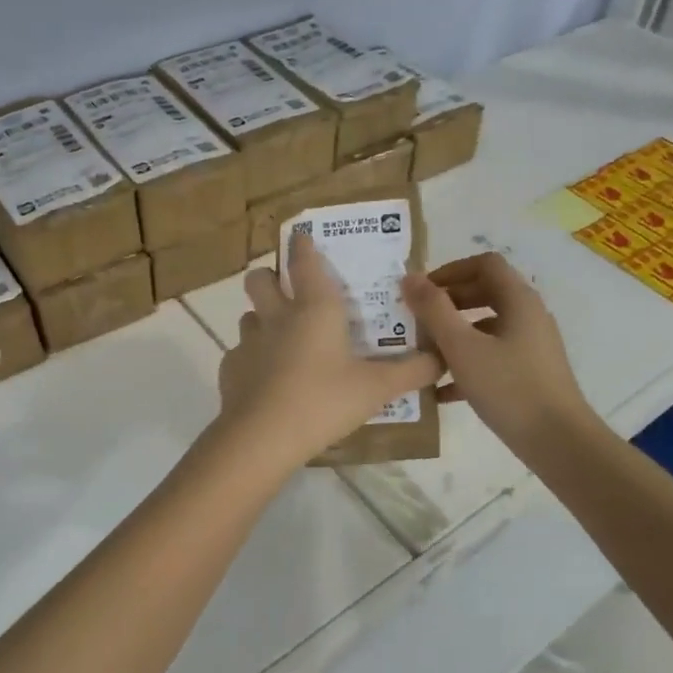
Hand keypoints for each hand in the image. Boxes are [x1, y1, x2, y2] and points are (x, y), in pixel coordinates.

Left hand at [216, 231, 440, 470]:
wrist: (262, 437)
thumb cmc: (324, 401)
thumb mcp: (377, 389)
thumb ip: (413, 372)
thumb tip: (442, 358)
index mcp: (315, 309)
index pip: (304, 262)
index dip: (303, 245)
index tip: (301, 235)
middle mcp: (277, 317)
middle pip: (259, 279)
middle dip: (269, 276)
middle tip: (285, 290)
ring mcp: (248, 342)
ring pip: (249, 316)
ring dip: (261, 320)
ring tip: (280, 341)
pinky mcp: (230, 369)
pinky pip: (240, 354)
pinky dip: (252, 360)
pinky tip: (266, 382)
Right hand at [402, 252, 594, 459]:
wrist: (557, 441)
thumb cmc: (508, 387)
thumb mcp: (462, 347)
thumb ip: (433, 310)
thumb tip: (409, 278)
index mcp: (518, 300)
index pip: (484, 264)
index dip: (450, 270)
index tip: (421, 291)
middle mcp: (528, 315)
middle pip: (484, 293)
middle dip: (447, 303)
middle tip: (416, 320)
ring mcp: (531, 345)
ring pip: (486, 327)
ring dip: (454, 334)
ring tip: (423, 354)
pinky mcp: (529, 373)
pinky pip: (492, 356)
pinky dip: (467, 363)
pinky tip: (440, 390)